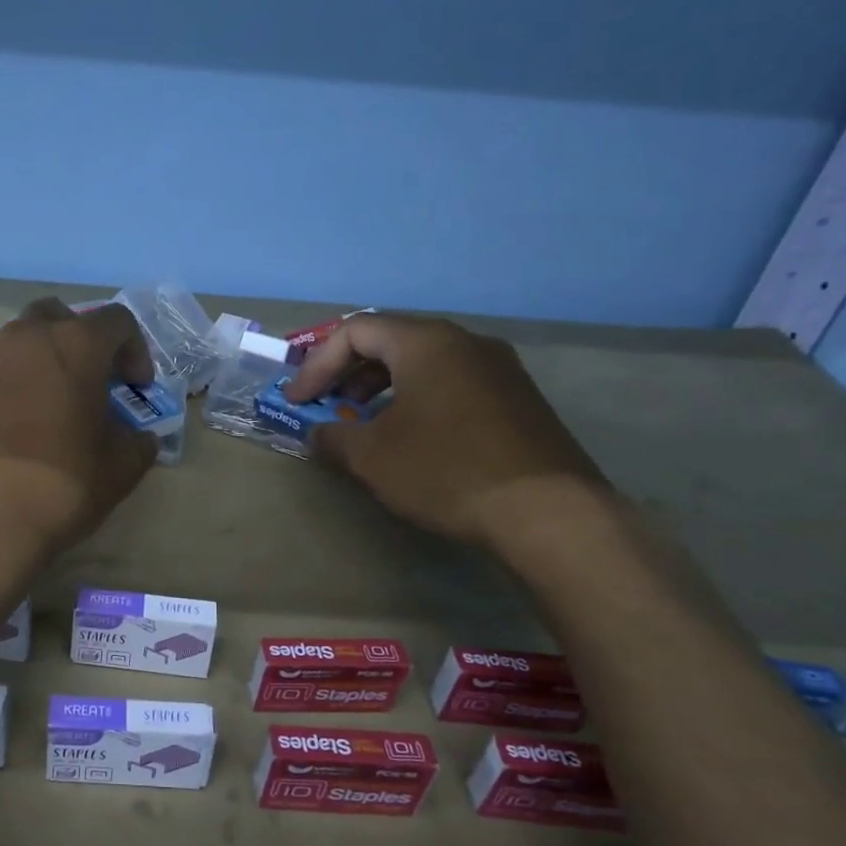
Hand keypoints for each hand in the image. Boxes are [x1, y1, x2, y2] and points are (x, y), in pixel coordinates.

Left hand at [0, 298, 159, 559]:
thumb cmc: (60, 484)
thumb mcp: (119, 470)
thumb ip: (137, 444)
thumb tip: (139, 439)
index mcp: (74, 345)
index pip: (117, 321)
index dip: (135, 350)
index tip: (137, 388)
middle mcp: (25, 340)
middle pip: (58, 318)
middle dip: (80, 342)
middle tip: (92, 382)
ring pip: (20, 345)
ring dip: (43, 366)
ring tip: (55, 412)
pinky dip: (13, 391)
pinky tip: (19, 434)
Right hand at [285, 314, 606, 549]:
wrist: (548, 513)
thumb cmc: (446, 471)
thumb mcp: (372, 457)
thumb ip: (333, 437)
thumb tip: (319, 433)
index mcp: (426, 342)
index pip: (355, 331)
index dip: (317, 364)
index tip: (297, 401)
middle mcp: (466, 342)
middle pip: (392, 340)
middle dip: (349, 373)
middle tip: (327, 405)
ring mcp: (500, 369)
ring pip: (426, 363)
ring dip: (383, 388)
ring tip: (365, 423)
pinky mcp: (520, 400)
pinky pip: (454, 384)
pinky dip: (419, 400)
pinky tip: (414, 439)